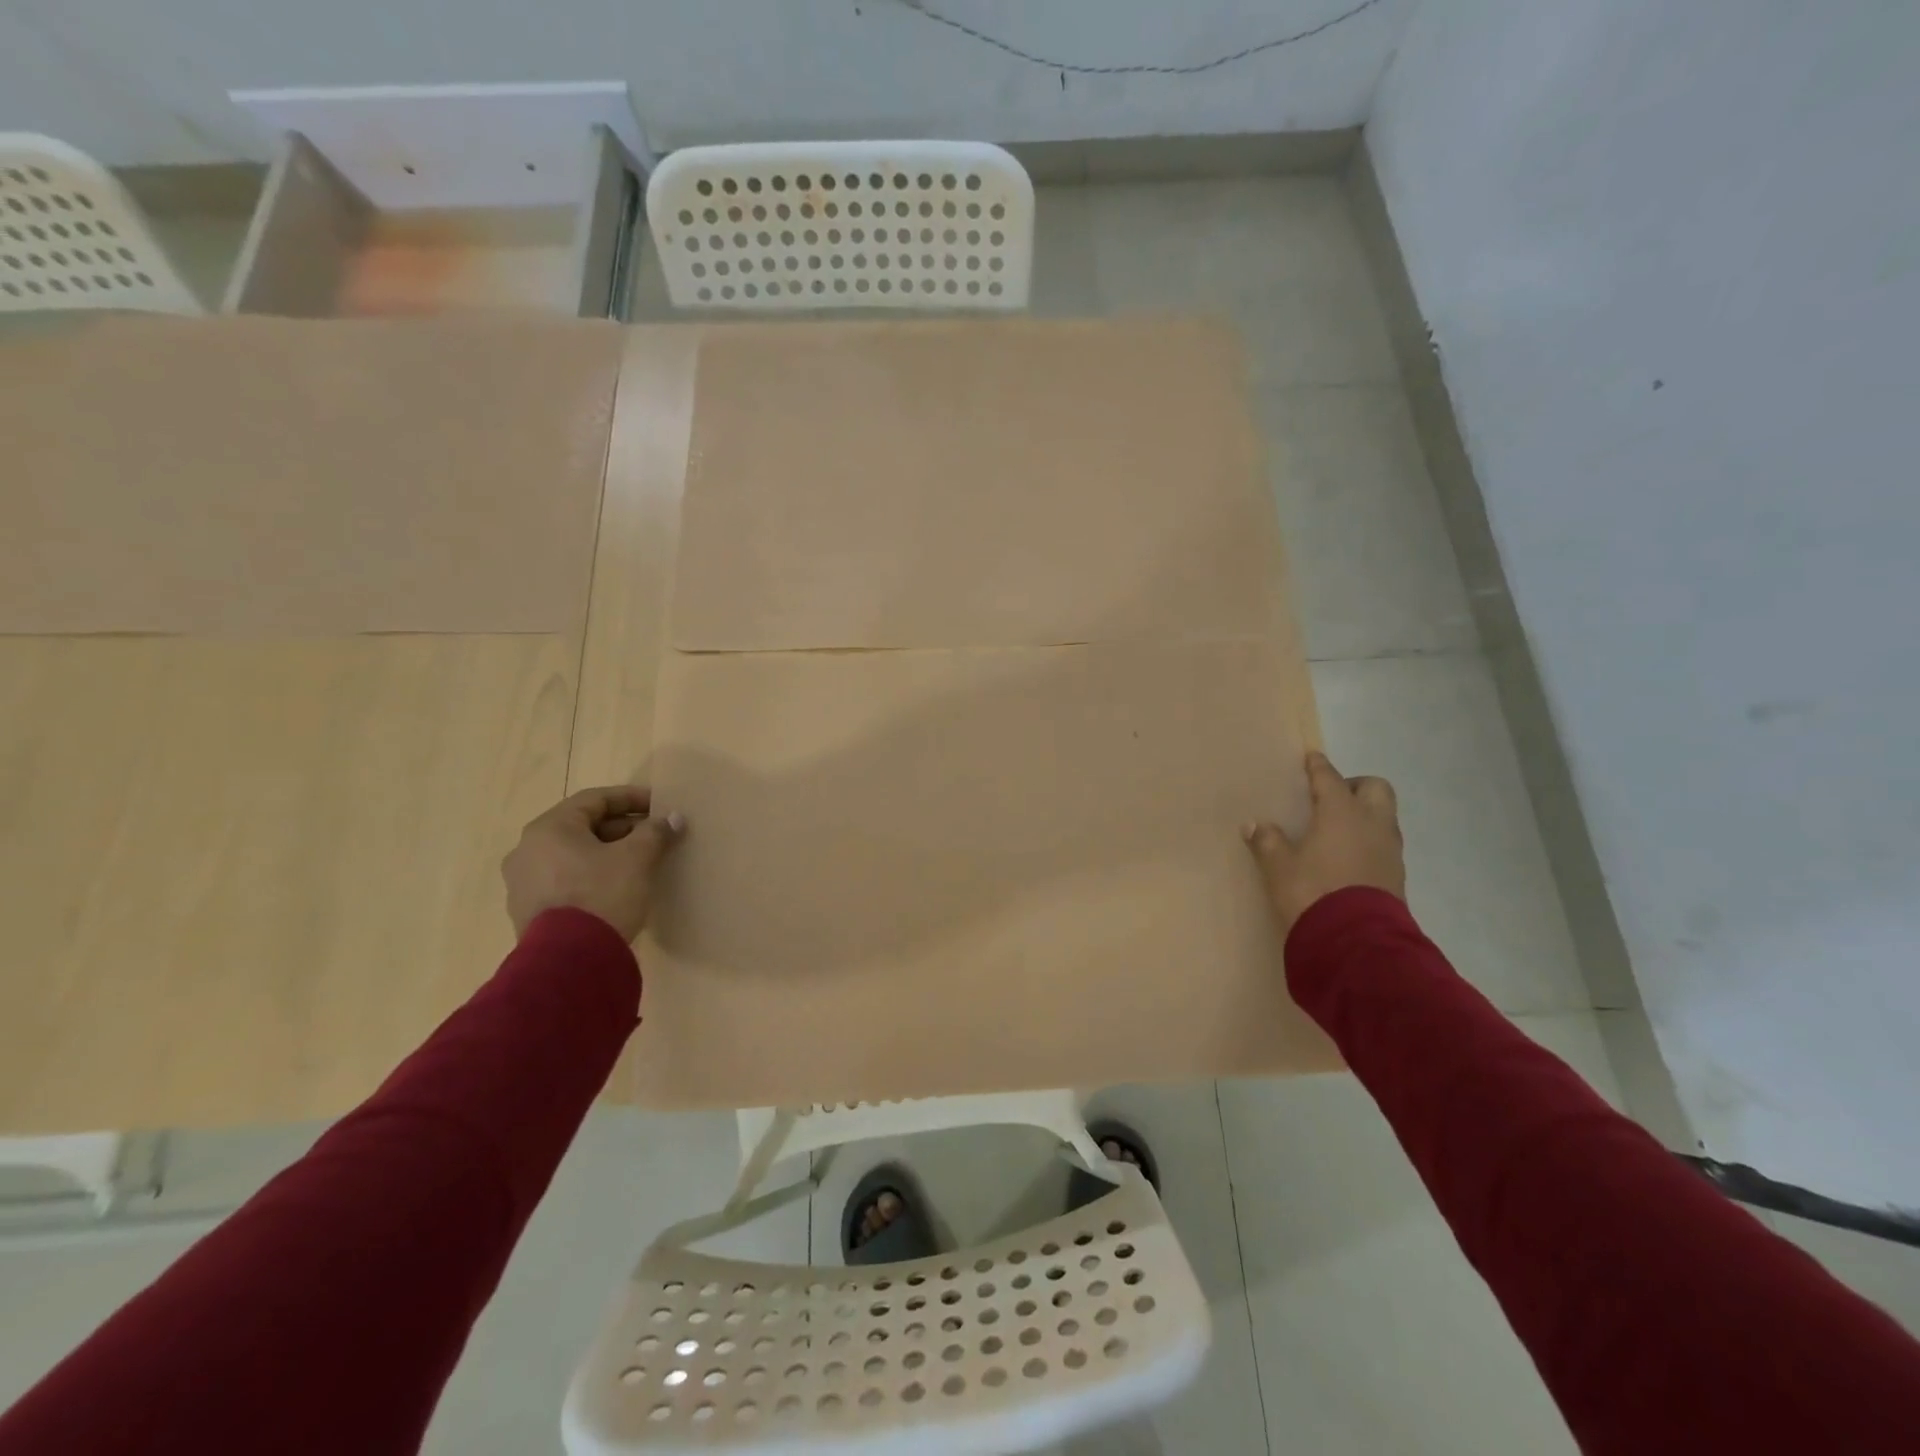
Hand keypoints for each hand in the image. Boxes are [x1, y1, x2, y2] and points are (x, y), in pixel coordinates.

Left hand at [501, 786, 685, 942]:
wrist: (569, 962)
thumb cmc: (602, 894)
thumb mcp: (637, 858)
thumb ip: (655, 832)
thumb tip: (671, 819)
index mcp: (549, 829)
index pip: (595, 800)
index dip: (631, 798)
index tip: (659, 805)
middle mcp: (527, 850)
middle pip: (582, 827)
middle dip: (622, 829)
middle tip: (654, 836)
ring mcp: (523, 883)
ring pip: (573, 856)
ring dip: (607, 854)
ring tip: (639, 863)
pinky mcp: (528, 912)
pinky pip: (565, 881)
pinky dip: (591, 877)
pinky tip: (617, 889)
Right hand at [1244, 750, 1404, 940]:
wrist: (1356, 940)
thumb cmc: (1313, 891)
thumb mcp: (1280, 867)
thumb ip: (1268, 842)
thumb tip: (1253, 825)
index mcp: (1341, 812)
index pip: (1330, 779)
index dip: (1319, 767)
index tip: (1312, 758)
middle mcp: (1372, 823)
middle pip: (1375, 788)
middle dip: (1355, 786)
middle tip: (1331, 797)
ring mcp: (1389, 849)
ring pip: (1383, 816)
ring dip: (1365, 814)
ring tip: (1338, 827)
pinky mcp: (1396, 874)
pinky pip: (1383, 842)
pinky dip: (1368, 839)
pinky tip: (1348, 854)